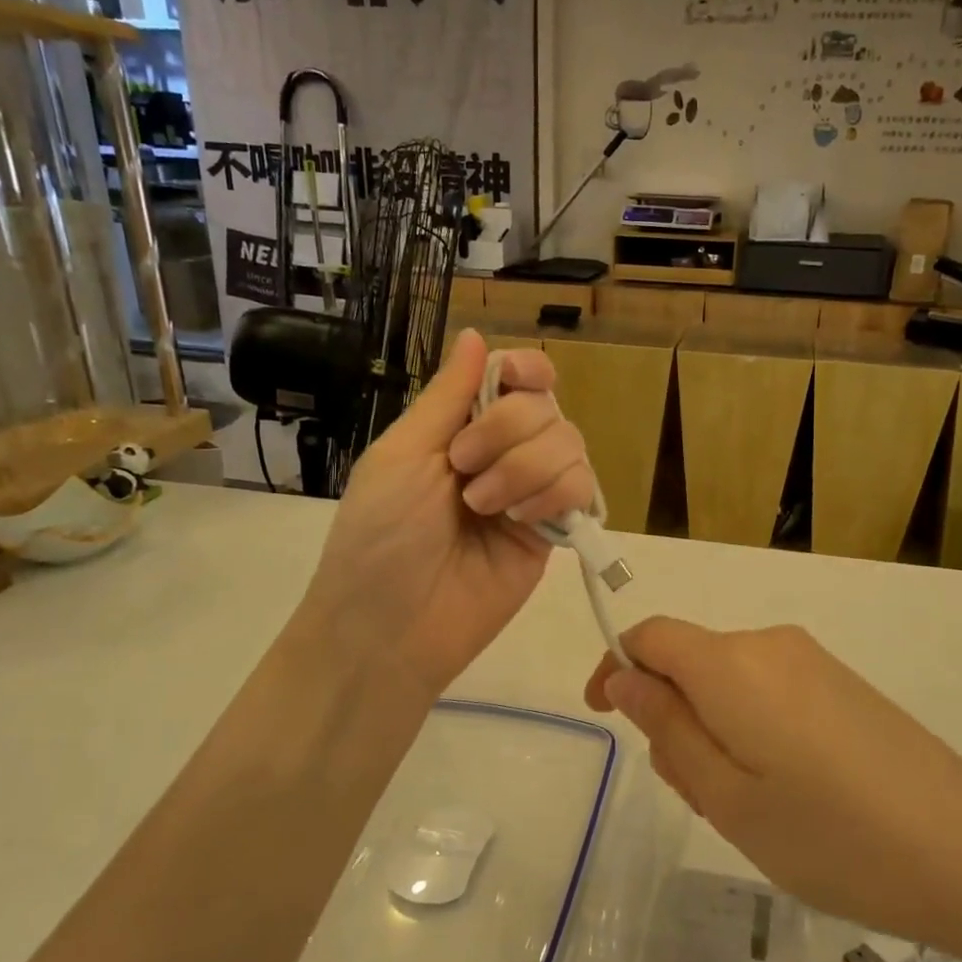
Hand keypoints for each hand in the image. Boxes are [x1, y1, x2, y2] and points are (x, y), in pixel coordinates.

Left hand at [304, 329, 594, 702]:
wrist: (391, 628)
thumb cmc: (379, 535)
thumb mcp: (402, 454)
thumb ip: (447, 396)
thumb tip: (476, 333)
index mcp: (460, 428)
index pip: (518, 379)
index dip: (526, 370)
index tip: (515, 381)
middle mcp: (503, 453)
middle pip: (546, 406)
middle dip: (507, 430)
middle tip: (463, 469)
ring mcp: (531, 493)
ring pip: (571, 443)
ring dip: (526, 467)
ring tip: (483, 508)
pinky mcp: (554, 532)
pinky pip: (582, 489)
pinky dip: (554, 494)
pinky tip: (521, 520)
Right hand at [586, 619, 961, 959]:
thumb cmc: (833, 836)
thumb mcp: (729, 799)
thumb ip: (669, 729)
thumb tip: (625, 679)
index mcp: (732, 665)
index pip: (652, 636)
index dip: (617, 667)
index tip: (605, 716)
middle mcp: (770, 645)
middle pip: (691, 662)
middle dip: (672, 716)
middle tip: (696, 795)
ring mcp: (813, 662)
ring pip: (729, 681)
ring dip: (713, 730)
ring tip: (745, 808)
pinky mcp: (843, 684)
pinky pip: (769, 691)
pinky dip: (750, 729)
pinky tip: (786, 793)